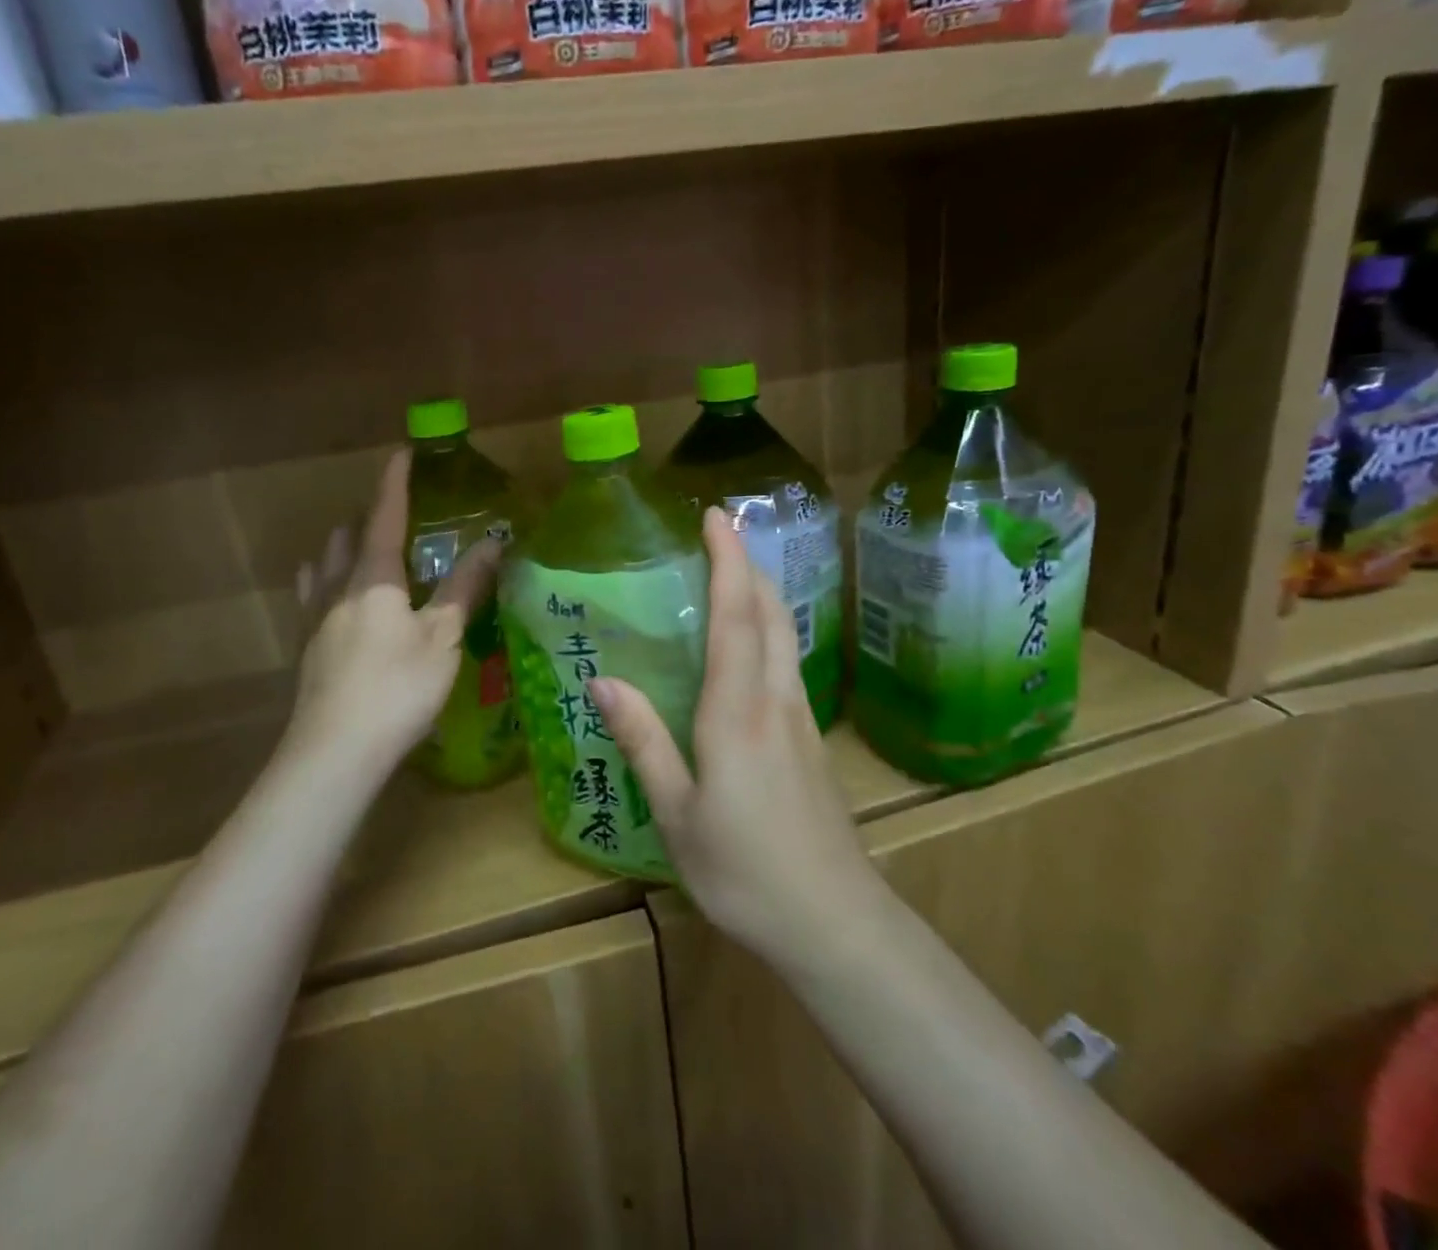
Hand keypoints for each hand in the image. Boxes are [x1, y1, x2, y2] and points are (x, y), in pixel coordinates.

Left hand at [284, 449, 501, 783]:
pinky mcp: (305, 649)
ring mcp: (314, 619)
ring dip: (344, 548)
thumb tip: (493, 543)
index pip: (385, 516)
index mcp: (373, 578)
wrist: (334, 753)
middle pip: (347, 537)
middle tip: (397, 516)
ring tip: (365, 553)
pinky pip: (313, 597)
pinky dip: (328, 583)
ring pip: (324, 565)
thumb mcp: (442, 638)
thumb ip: (464, 588)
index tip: (403, 452)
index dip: (395, 483)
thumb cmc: (397, 688)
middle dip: (369, 517)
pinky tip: (338, 603)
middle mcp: (337, 588)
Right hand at [591, 508, 883, 962]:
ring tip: (734, 572)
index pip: (736, 616)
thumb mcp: (678, 814)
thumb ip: (644, 741)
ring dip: (763, 593)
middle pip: (771, 613)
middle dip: (748, 564)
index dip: (727, 561)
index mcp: (738, 711)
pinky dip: (770, 629)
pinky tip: (753, 644)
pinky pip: (789, 662)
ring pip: (787, 635)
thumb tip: (603, 680)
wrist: (834, 921)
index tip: (716, 516)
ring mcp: (802, 718)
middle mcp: (776, 699)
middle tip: (721, 532)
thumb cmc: (744, 870)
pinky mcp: (811, 739)